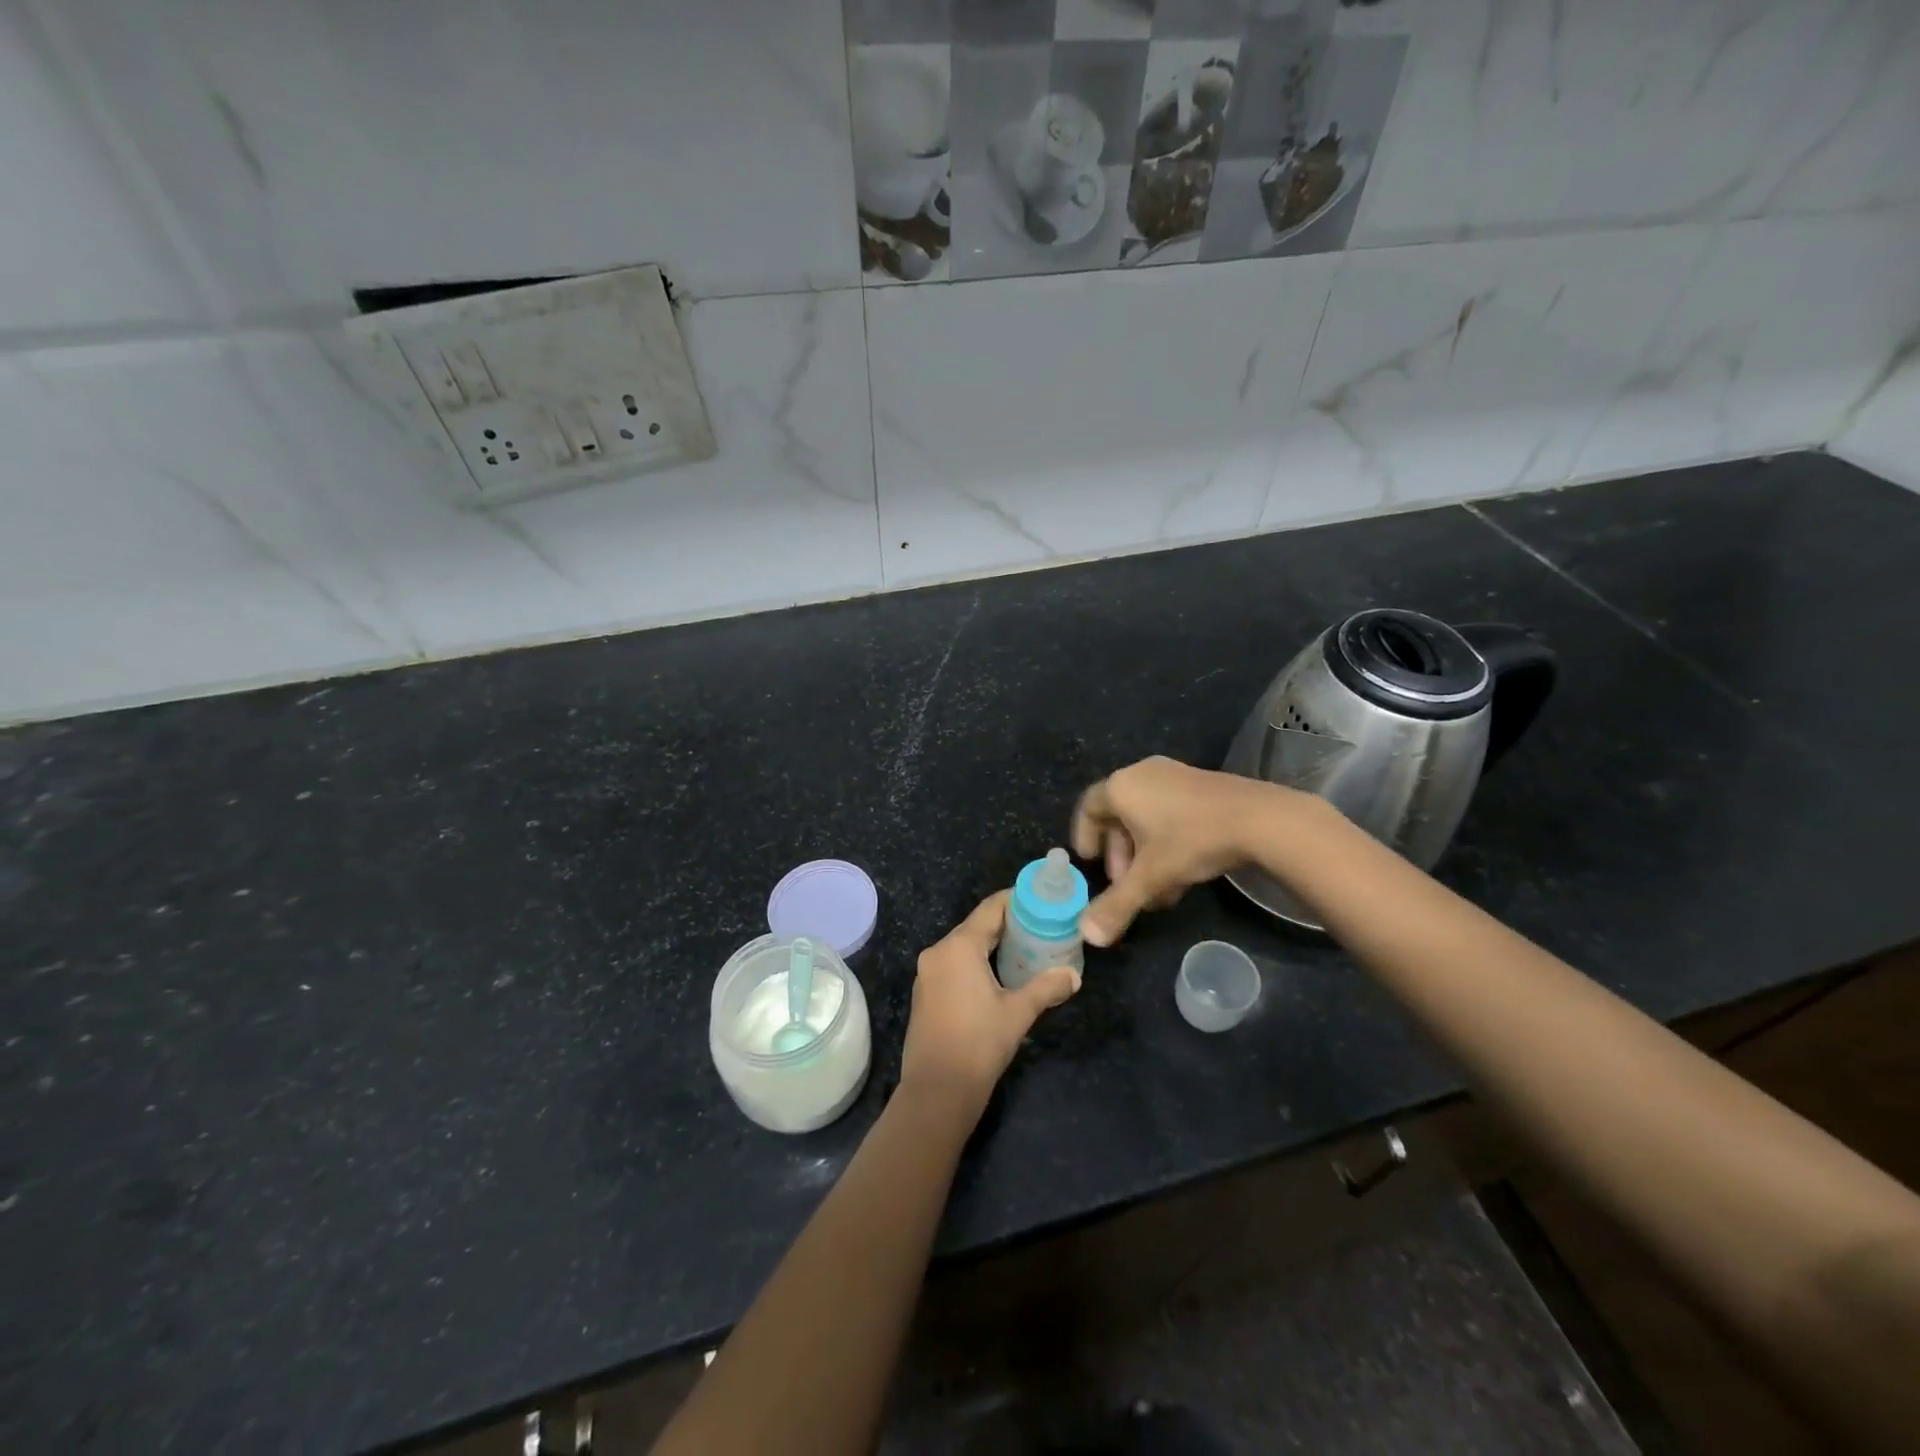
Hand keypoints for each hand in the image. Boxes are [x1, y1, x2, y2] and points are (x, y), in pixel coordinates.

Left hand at [899, 891, 1080, 1109]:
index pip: (990, 909)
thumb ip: (1047, 987)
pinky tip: (999, 976)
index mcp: (958, 946)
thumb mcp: (1018, 1013)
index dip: (1016, 901)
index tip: (1041, 901)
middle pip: (977, 926)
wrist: (937, 1091)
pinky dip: (976, 963)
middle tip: (1040, 927)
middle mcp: (938, 951)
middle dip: (1008, 925)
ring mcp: (927, 973)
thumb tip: (1073, 975)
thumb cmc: (979, 1044)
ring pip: (964, 946)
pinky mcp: (925, 993)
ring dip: (992, 946)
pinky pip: (954, 965)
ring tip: (1025, 950)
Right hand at [1071, 756, 1286, 945]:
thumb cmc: (1192, 840)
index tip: (1091, 864)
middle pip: (1119, 817)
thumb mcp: (1151, 877)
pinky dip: (1167, 843)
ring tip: (1159, 891)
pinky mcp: (1201, 784)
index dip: (1084, 837)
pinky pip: (1170, 813)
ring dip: (1146, 857)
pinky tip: (1184, 874)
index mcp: (1121, 787)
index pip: (1089, 807)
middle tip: (1128, 887)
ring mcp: (1174, 776)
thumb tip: (1087, 936)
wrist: (1260, 819)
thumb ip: (1117, 905)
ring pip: (1147, 819)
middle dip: (1121, 857)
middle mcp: (1143, 774)